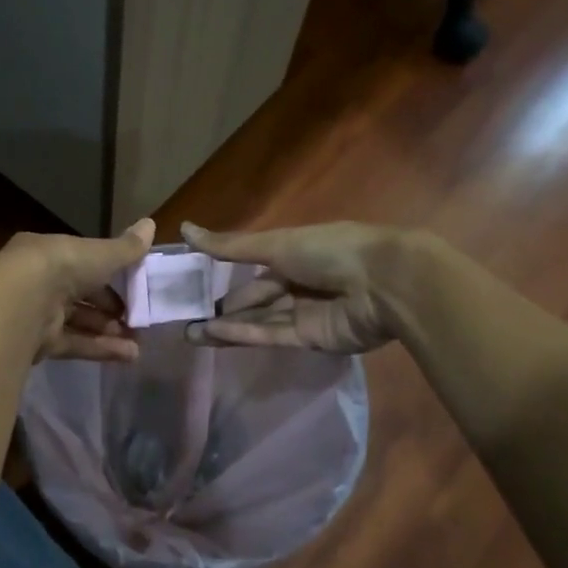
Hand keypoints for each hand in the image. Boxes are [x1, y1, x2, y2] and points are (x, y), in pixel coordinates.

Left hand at [0, 219, 155, 361]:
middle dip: (110, 309)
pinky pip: (75, 344)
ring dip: (109, 332)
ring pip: (79, 322)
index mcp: (49, 253)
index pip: (82, 263)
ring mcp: (37, 314)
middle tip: (137, 320)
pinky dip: (100, 349)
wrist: (21, 302)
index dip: (109, 275)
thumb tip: (152, 224)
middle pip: (80, 296)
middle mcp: (40, 282)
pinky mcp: (39, 342)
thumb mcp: (100, 254)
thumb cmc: (61, 267)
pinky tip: (129, 356)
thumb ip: (126, 248)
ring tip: (138, 343)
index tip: (134, 287)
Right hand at [180, 220, 412, 354]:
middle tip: (184, 318)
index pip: (252, 270)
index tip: (192, 288)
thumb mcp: (275, 243)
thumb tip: (184, 228)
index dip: (222, 278)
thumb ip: (230, 245)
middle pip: (253, 300)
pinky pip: (271, 335)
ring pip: (257, 321)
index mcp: (294, 255)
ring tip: (190, 333)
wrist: (384, 283)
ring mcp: (304, 314)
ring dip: (225, 327)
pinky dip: (244, 334)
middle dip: (221, 309)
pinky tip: (215, 334)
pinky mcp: (310, 339)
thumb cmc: (330, 251)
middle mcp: (298, 284)